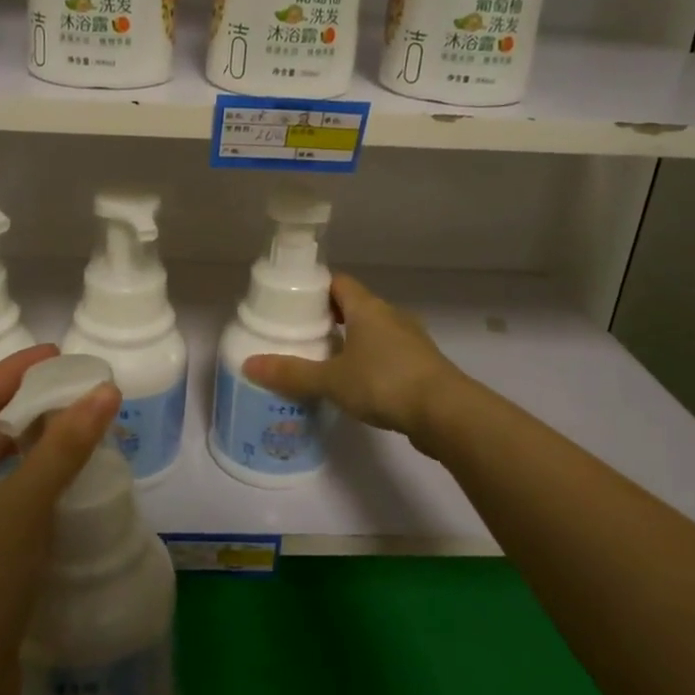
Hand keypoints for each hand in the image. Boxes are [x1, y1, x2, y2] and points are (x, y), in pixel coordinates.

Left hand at [0, 346, 121, 694]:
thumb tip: (105, 390)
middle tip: (75, 385)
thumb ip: (64, 445)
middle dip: (25, 404)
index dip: (16, 371)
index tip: (60, 353)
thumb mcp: (21, 507)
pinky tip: (60, 472)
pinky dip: (26, 476)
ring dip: (28, 441)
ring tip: (75, 420)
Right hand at [243, 274, 461, 439]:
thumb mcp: (331, 379)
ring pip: (374, 331)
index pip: (338, 282)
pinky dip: (371, 361)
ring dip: (352, 340)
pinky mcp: (422, 365)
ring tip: (326, 360)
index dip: (315, 288)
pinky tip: (358, 383)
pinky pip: (389, 353)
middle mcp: (391, 316)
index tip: (293, 303)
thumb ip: (291, 372)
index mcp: (367, 308)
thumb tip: (248, 365)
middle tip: (302, 334)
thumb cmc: (384, 383)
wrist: (446, 412)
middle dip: (330, 317)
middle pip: (355, 306)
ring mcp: (410, 340)